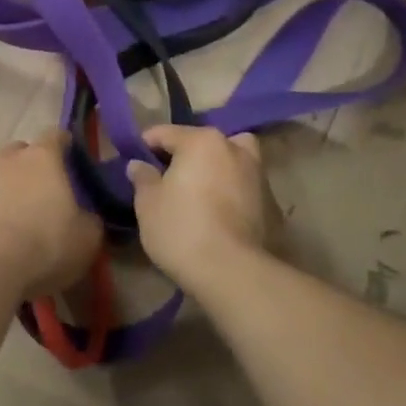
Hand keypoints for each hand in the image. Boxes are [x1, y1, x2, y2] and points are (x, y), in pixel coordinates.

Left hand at [0, 130, 103, 299]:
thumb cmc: (45, 244)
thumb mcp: (86, 239)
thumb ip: (89, 220)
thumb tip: (85, 217)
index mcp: (43, 157)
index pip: (55, 135)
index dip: (64, 144)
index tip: (71, 158)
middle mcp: (9, 158)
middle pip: (21, 151)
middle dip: (31, 165)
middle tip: (43, 192)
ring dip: (7, 188)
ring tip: (16, 218)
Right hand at [125, 125, 273, 291]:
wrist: (232, 273)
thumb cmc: (182, 228)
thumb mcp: (148, 203)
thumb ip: (143, 178)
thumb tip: (138, 164)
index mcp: (202, 141)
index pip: (166, 133)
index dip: (146, 145)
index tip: (134, 160)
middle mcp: (234, 148)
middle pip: (203, 142)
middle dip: (186, 154)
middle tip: (169, 176)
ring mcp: (258, 175)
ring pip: (231, 160)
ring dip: (216, 169)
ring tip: (200, 192)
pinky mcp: (271, 204)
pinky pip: (244, 187)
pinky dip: (232, 192)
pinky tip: (219, 214)